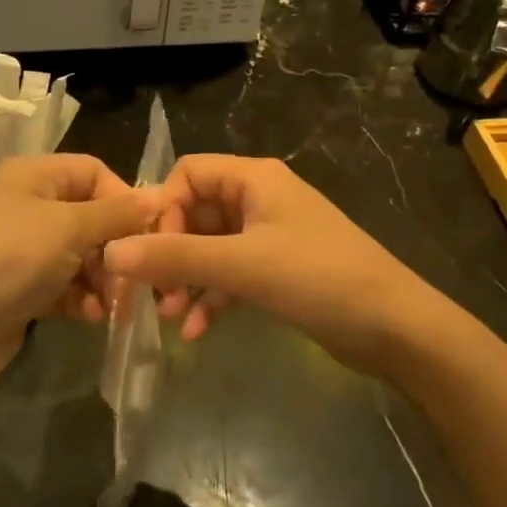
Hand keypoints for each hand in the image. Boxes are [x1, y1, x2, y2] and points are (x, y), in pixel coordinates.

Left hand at [0, 155, 160, 390]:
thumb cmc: (9, 260)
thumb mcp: (68, 228)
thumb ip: (116, 213)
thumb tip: (157, 196)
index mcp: (33, 175)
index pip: (93, 171)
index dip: (123, 198)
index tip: (148, 232)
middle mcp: (27, 204)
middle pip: (90, 216)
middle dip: (116, 247)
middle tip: (136, 279)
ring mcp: (22, 248)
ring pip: (81, 255)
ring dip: (103, 278)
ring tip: (114, 305)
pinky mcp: (21, 287)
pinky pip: (65, 284)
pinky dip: (82, 298)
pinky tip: (92, 317)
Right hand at [103, 155, 428, 376]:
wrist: (396, 328)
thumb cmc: (319, 278)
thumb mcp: (242, 265)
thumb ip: (175, 257)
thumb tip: (111, 251)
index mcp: (254, 179)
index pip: (188, 174)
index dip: (163, 209)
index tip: (150, 251)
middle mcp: (259, 199)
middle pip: (195, 214)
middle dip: (170, 253)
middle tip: (151, 293)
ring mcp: (269, 236)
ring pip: (210, 249)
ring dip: (186, 280)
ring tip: (169, 317)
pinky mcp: (278, 271)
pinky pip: (230, 276)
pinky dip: (211, 298)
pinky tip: (194, 332)